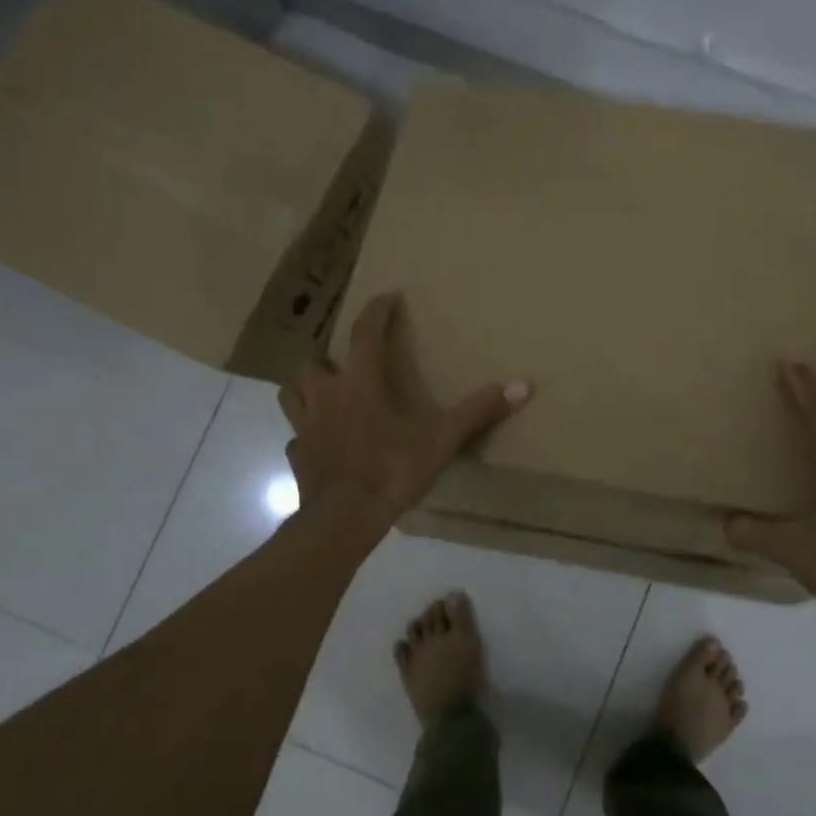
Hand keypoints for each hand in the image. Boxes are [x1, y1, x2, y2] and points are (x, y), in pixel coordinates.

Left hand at [279, 291, 530, 524]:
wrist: (344, 519)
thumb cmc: (390, 471)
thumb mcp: (440, 441)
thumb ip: (478, 412)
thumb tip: (523, 385)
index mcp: (359, 386)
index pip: (364, 336)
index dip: (375, 313)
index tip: (386, 297)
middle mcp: (326, 399)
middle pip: (314, 364)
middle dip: (329, 358)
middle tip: (347, 364)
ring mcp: (306, 429)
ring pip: (292, 394)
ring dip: (306, 388)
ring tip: (325, 393)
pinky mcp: (297, 458)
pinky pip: (297, 437)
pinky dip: (308, 434)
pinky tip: (322, 443)